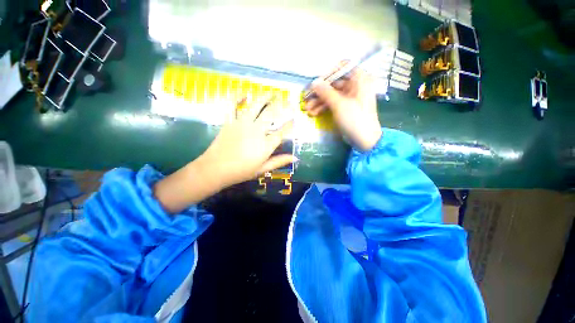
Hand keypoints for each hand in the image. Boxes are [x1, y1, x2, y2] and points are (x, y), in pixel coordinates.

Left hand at [197, 96, 294, 188]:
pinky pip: (233, 106)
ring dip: (264, 98)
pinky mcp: (230, 121)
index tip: (294, 119)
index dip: (289, 125)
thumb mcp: (262, 169)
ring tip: (271, 92)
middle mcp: (256, 130)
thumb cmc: (241, 171)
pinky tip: (243, 93)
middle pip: (271, 114)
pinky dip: (237, 97)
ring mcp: (242, 123)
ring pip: (255, 106)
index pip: (282, 132)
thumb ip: (279, 161)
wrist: (215, 169)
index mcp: (265, 144)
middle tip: (286, 100)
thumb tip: (295, 158)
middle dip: (280, 106)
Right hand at [304, 68, 381, 150]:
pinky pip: (333, 104)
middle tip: (306, 99)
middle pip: (334, 83)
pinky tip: (313, 113)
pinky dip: (323, 108)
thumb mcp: (339, 105)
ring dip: (319, 102)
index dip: (328, 74)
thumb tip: (314, 82)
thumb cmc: (355, 120)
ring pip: (331, 95)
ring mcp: (350, 97)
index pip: (342, 67)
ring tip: (307, 110)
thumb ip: (326, 92)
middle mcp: (355, 85)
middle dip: (319, 93)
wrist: (365, 140)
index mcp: (360, 79)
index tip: (316, 83)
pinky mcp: (345, 108)